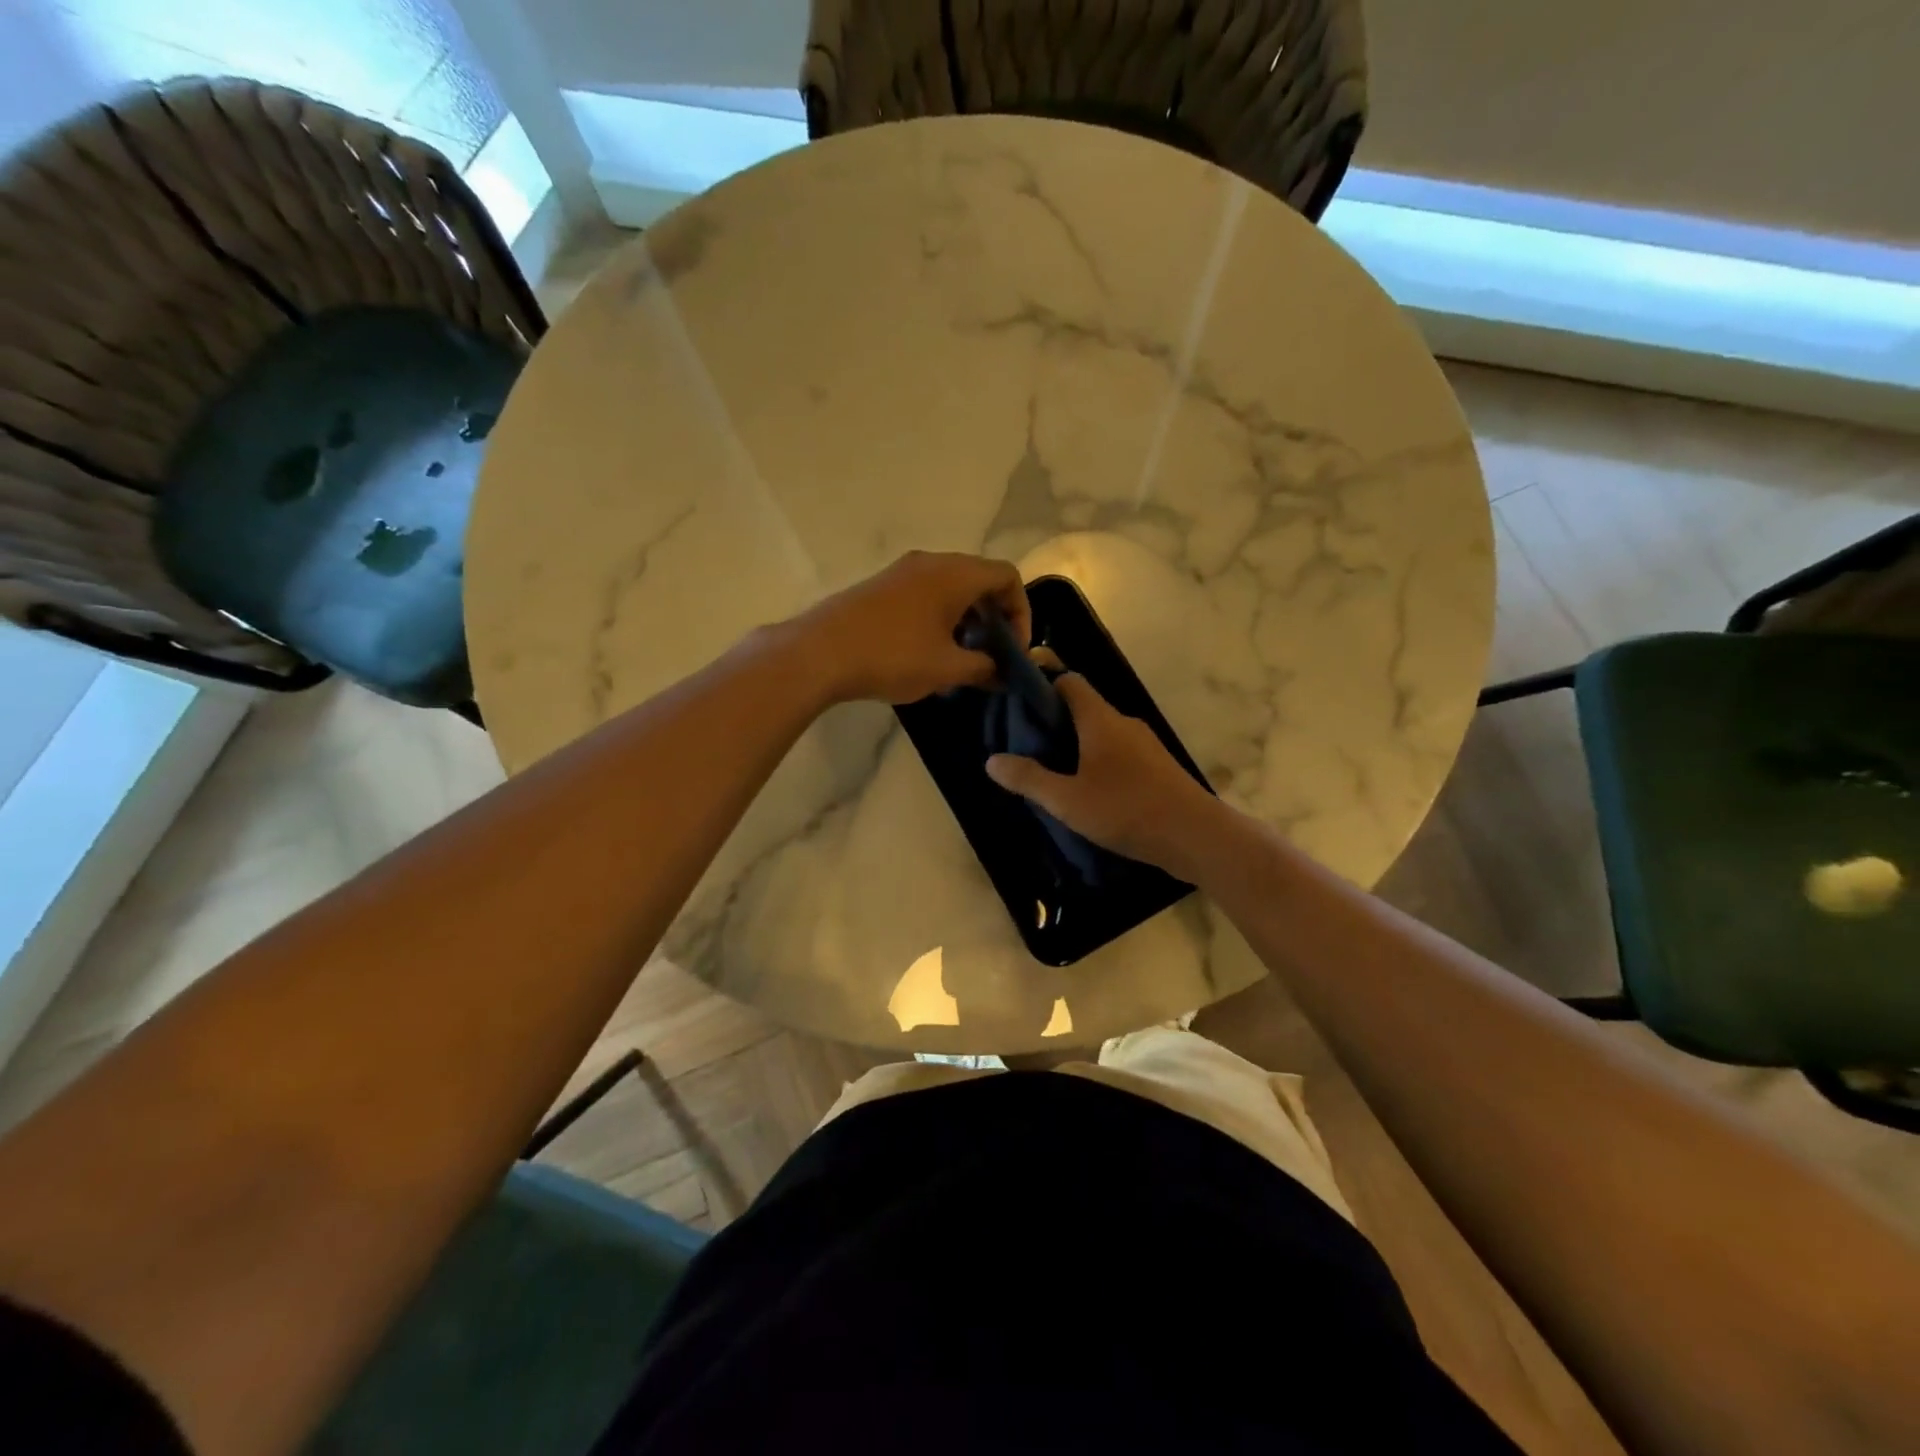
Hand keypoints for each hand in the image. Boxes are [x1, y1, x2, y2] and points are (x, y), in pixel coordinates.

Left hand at [795, 551, 1031, 705]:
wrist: (819, 653)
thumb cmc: (892, 656)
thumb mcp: (947, 668)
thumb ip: (984, 668)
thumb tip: (1002, 673)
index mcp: (955, 573)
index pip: (1007, 576)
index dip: (1021, 612)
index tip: (1013, 650)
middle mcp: (930, 562)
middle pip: (979, 579)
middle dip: (994, 618)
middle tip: (991, 655)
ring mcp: (901, 572)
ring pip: (950, 588)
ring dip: (966, 620)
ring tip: (961, 659)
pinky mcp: (880, 587)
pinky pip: (925, 594)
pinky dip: (940, 617)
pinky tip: (928, 653)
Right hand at [985, 674, 1226, 879]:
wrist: (1196, 836)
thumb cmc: (1126, 809)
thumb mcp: (1067, 800)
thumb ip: (1029, 779)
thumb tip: (991, 760)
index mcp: (1100, 719)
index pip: (1070, 682)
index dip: (1044, 686)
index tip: (1019, 706)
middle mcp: (1124, 723)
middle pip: (1084, 708)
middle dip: (1055, 724)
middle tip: (1028, 748)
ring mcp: (1145, 745)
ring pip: (1103, 734)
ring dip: (1078, 747)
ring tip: (1054, 774)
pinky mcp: (1158, 767)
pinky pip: (1120, 754)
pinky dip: (1099, 763)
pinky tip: (1089, 793)